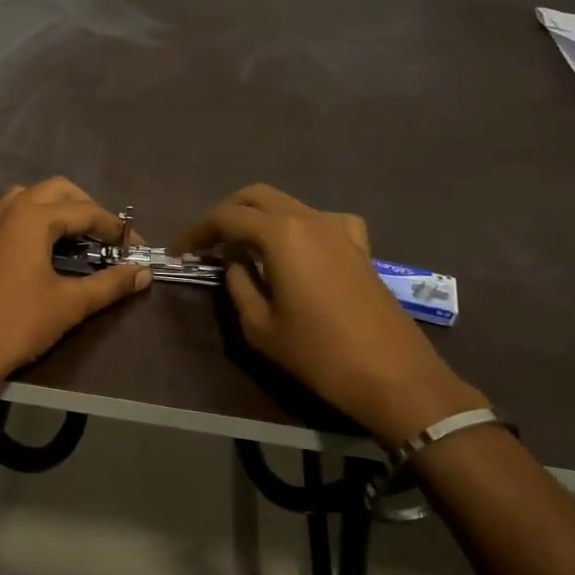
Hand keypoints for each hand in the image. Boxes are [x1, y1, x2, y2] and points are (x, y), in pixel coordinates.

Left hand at [0, 177, 150, 395]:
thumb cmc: (18, 324)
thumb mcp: (71, 304)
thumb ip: (110, 284)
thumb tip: (143, 274)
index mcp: (34, 217)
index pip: (86, 211)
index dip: (116, 227)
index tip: (137, 247)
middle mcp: (8, 209)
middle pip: (56, 190)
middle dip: (86, 208)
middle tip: (106, 237)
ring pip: (23, 195)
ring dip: (50, 207)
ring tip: (69, 234)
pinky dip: (6, 214)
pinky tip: (14, 230)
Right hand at [172, 184, 485, 442]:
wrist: (394, 377)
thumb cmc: (319, 354)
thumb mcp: (260, 326)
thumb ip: (239, 284)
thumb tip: (234, 262)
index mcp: (280, 234)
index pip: (226, 217)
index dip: (197, 232)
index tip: (180, 251)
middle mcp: (309, 218)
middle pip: (256, 197)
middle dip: (227, 214)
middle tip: (208, 243)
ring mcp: (339, 228)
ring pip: (287, 204)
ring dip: (260, 219)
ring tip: (246, 250)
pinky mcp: (360, 245)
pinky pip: (320, 220)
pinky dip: (298, 227)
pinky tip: (297, 251)